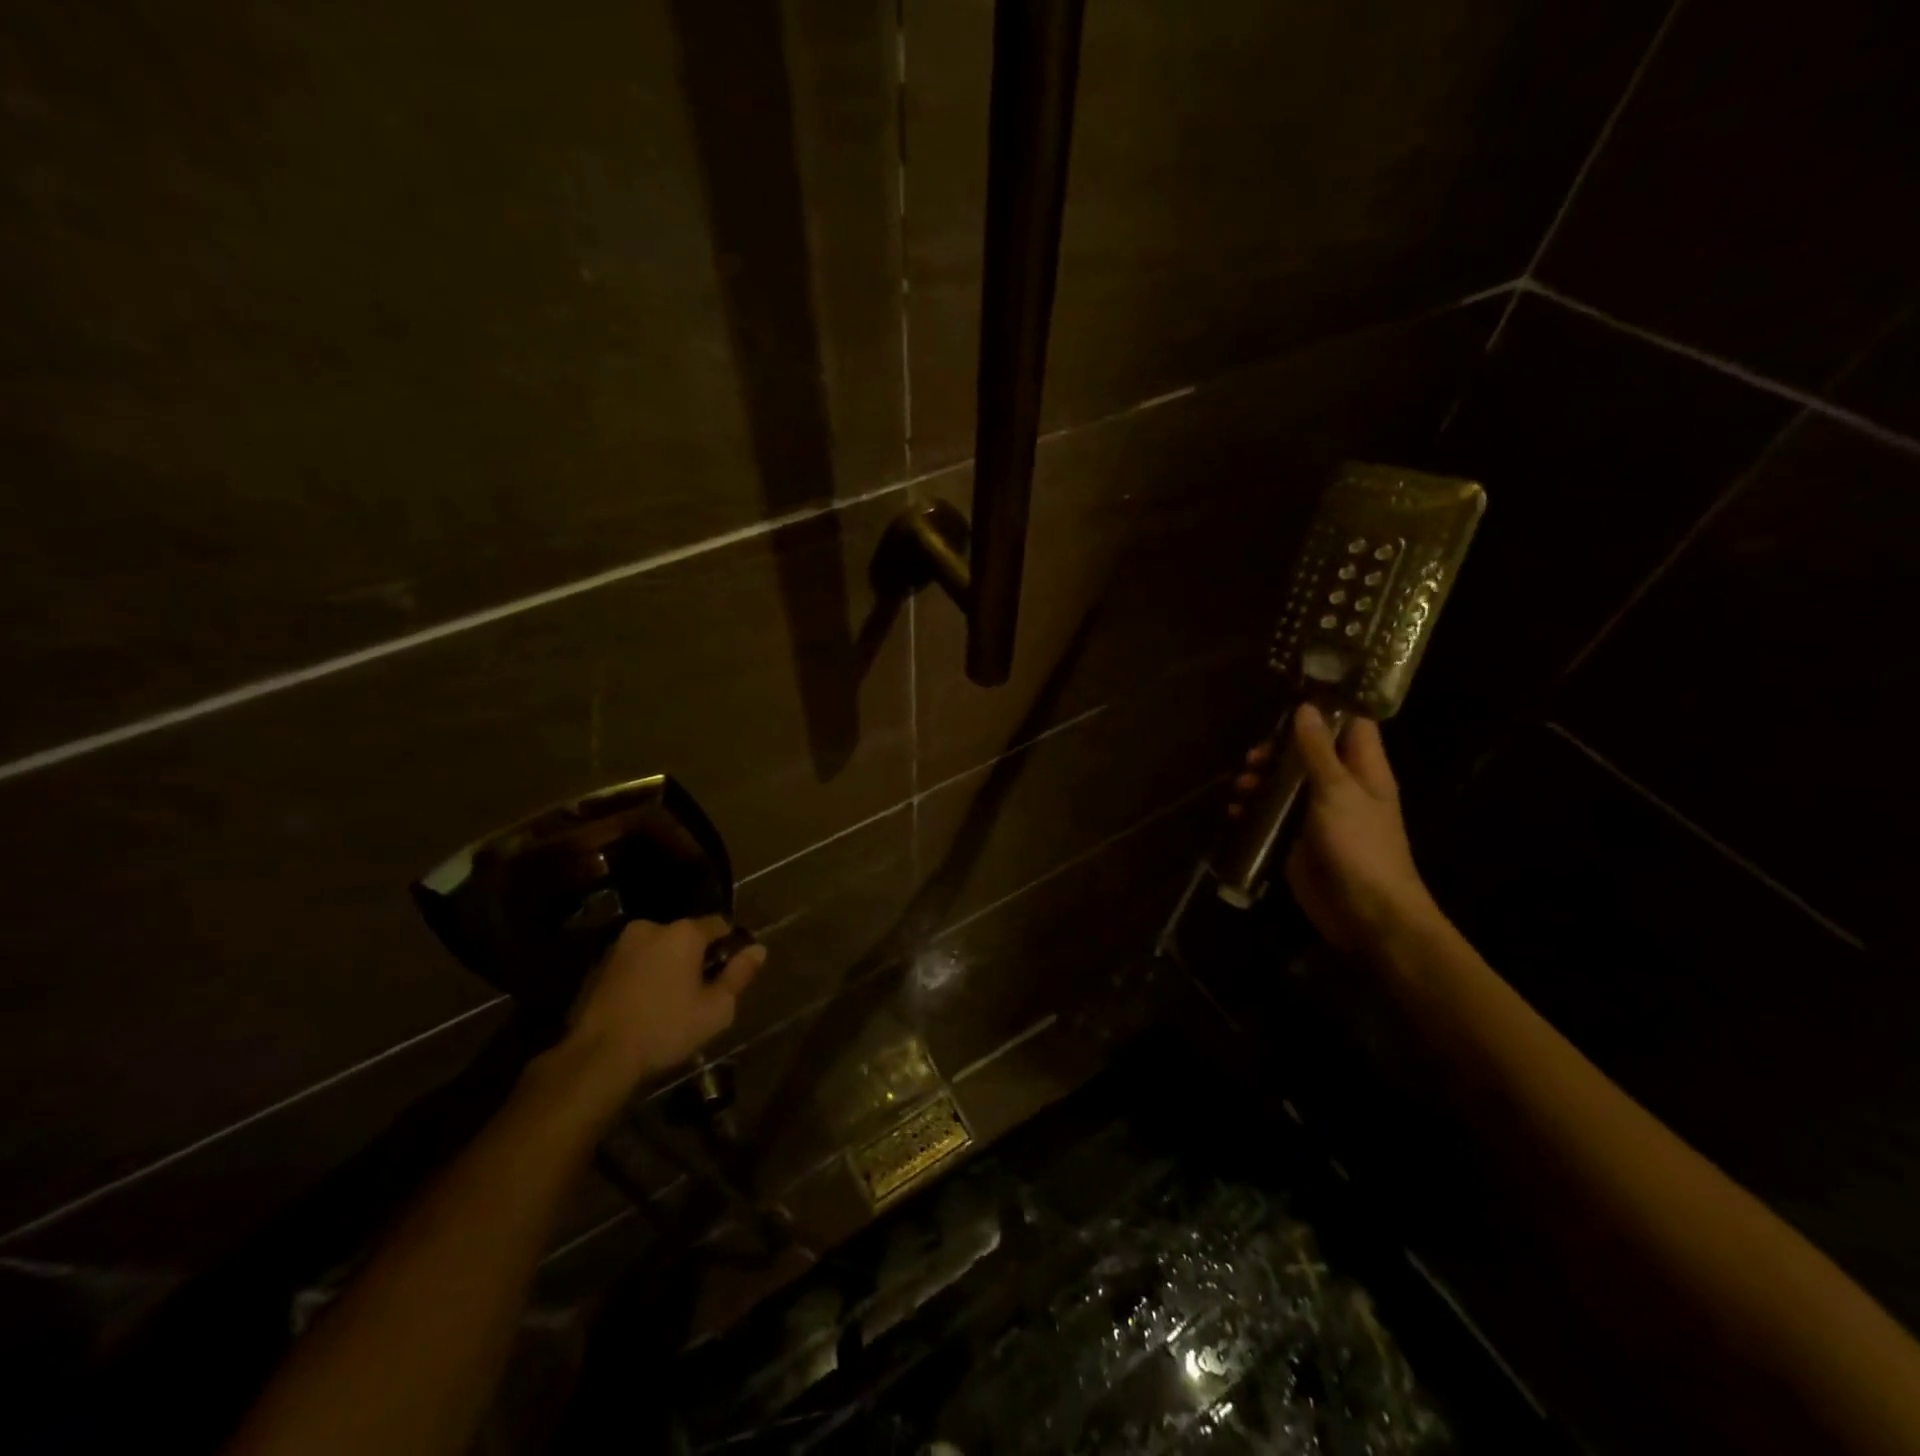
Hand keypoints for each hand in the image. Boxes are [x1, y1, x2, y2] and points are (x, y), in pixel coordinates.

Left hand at [564, 917, 765, 1092]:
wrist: (597, 1057)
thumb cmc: (666, 1028)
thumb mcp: (716, 1008)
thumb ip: (740, 974)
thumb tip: (759, 949)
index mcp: (683, 932)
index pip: (720, 924)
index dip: (730, 946)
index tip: (729, 973)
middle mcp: (651, 927)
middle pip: (686, 936)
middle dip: (697, 957)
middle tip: (701, 992)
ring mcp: (621, 945)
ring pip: (659, 949)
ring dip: (668, 966)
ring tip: (671, 1001)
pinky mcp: (599, 965)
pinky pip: (636, 963)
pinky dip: (645, 976)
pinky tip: (645, 1006)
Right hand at [1230, 706, 1440, 952]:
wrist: (1366, 914)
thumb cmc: (1360, 846)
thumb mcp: (1337, 791)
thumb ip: (1318, 751)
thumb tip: (1306, 708)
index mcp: (1364, 771)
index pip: (1351, 726)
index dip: (1327, 710)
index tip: (1292, 700)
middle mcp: (1342, 788)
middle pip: (1309, 754)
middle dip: (1278, 750)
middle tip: (1254, 756)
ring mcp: (1319, 816)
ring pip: (1286, 784)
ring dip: (1261, 780)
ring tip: (1242, 785)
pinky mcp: (1298, 840)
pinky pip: (1273, 816)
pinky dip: (1254, 811)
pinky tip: (1236, 813)